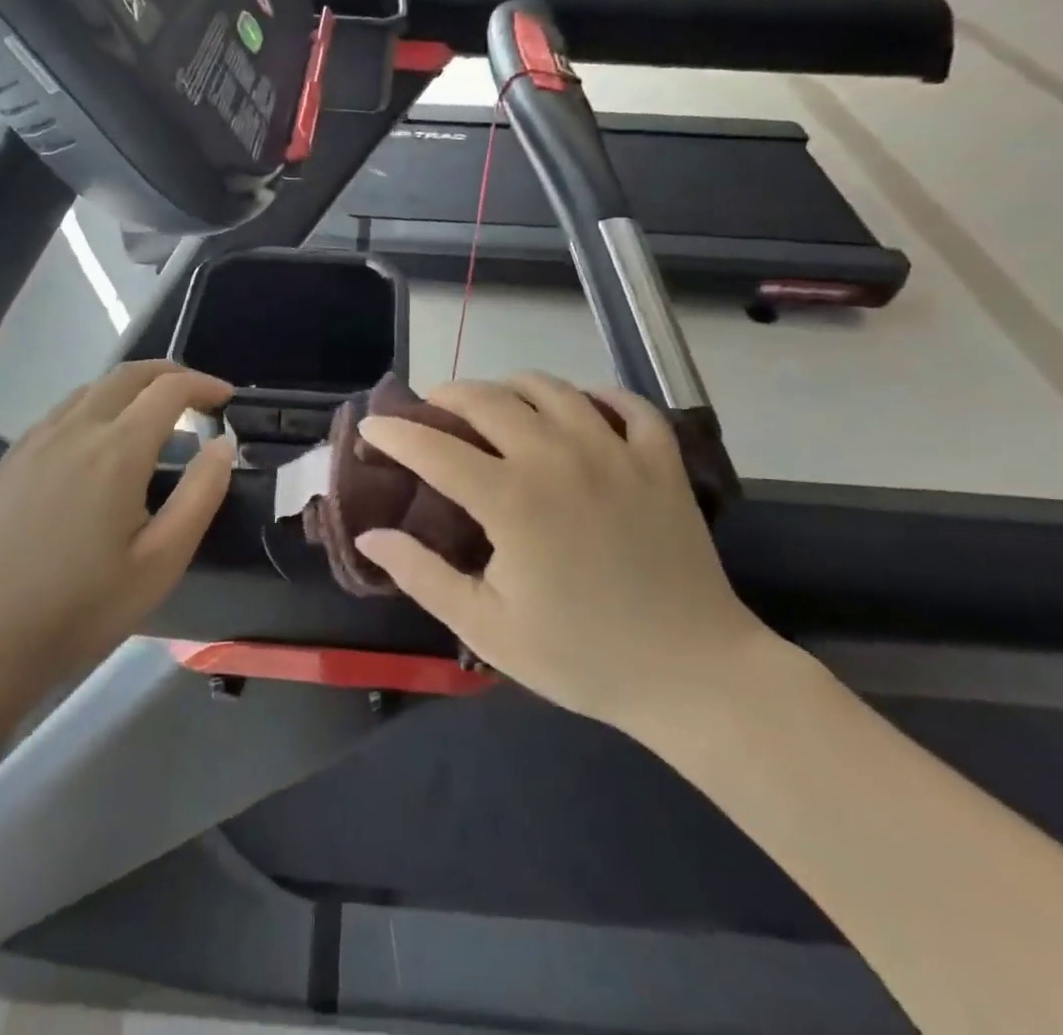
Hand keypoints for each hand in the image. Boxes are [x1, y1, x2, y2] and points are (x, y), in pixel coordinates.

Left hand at [0, 361, 234, 726]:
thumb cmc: (85, 607)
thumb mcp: (162, 561)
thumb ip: (200, 494)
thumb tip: (223, 445)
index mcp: (116, 451)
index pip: (169, 389)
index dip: (204, 385)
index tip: (227, 399)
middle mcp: (74, 429)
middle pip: (128, 374)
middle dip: (170, 373)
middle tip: (198, 396)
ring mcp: (36, 441)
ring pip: (92, 389)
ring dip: (132, 389)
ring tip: (155, 419)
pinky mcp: (11, 459)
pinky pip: (62, 412)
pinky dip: (96, 407)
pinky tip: (101, 446)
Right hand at [353, 373, 778, 736]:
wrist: (693, 674)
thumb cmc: (581, 656)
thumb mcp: (488, 628)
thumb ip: (422, 576)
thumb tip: (369, 537)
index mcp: (512, 499)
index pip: (435, 448)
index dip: (396, 433)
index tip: (371, 428)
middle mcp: (559, 458)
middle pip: (489, 399)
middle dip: (448, 395)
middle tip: (431, 409)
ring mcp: (615, 451)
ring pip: (551, 388)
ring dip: (512, 386)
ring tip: (496, 403)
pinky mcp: (659, 460)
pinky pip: (626, 403)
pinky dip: (596, 395)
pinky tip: (581, 408)